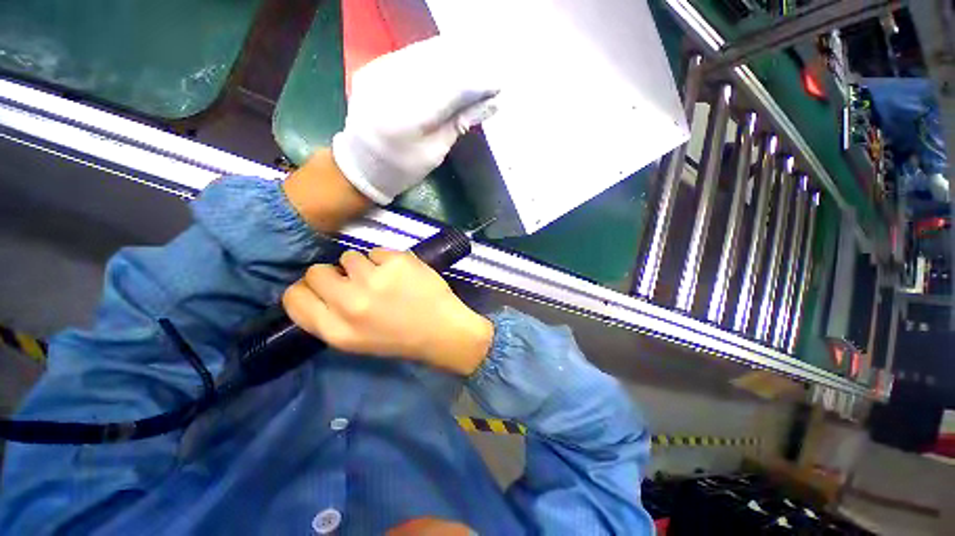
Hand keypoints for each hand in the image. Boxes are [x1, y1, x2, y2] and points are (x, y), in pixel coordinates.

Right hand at [282, 248, 493, 375]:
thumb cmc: (401, 339)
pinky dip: (386, 260)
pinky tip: (402, 275)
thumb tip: (316, 289)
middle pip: (316, 271)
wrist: (442, 330)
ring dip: (363, 266)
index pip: (294, 297)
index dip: (305, 289)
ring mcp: (374, 279)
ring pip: (349, 257)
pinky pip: (377, 252)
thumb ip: (331, 317)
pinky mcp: (396, 262)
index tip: (321, 288)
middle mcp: (350, 303)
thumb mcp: (357, 341)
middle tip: (355, 281)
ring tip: (385, 280)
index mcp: (337, 330)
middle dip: (333, 274)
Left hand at [332, 36, 498, 204]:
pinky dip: (432, 59)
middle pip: (438, 64)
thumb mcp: (434, 153)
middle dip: (468, 67)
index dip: (477, 83)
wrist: (361, 166)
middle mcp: (389, 86)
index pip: (450, 89)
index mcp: (406, 118)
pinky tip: (447, 66)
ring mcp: (377, 72)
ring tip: (473, 69)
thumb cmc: (401, 169)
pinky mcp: (372, 68)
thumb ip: (459, 123)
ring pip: (423, 54)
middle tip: (489, 75)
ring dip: (452, 58)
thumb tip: (490, 104)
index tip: (498, 85)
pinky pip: (409, 56)